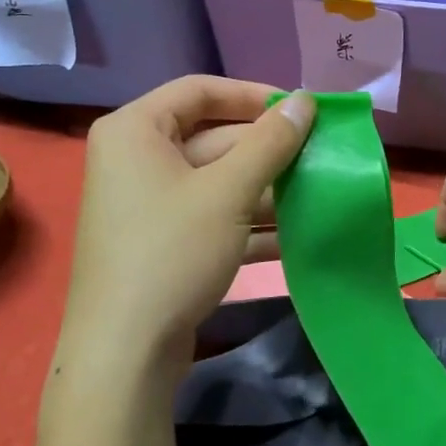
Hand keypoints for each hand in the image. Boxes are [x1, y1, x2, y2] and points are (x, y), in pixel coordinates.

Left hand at [61, 77, 314, 380]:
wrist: (124, 354)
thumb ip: (271, 141)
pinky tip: (296, 236)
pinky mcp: (162, 243)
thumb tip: (305, 99)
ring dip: (267, 189)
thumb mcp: (229, 191)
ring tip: (319, 194)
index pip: (200, 91)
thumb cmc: (172, 252)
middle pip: (213, 138)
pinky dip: (249, 223)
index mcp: (136, 130)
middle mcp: (135, 159)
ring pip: (217, 181)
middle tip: (320, 155)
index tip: (299, 109)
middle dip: (268, 151)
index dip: (253, 95)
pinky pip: (212, 216)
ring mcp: (147, 204)